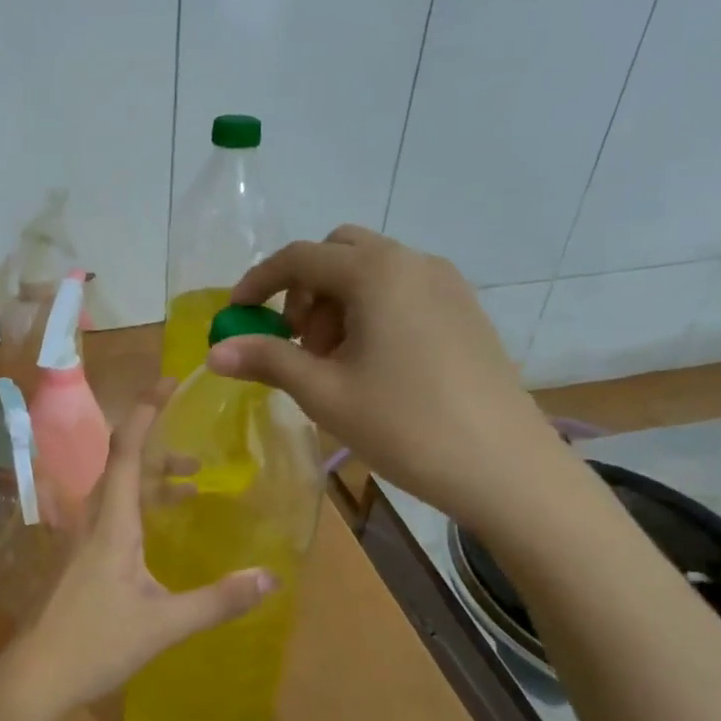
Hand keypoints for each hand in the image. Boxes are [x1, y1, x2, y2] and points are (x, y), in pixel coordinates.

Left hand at [2, 383, 273, 715]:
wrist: (35, 675)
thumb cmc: (96, 642)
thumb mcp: (165, 623)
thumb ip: (218, 601)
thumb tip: (271, 578)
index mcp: (112, 522)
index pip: (128, 450)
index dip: (146, 411)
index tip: (169, 382)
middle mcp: (93, 519)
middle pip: (124, 465)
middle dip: (161, 449)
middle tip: (200, 457)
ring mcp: (81, 539)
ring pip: (117, 491)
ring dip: (153, 481)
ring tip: (193, 487)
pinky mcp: (77, 558)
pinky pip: (111, 514)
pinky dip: (140, 506)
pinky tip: (159, 533)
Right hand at [206, 225, 567, 530]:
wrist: (506, 468)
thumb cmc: (405, 425)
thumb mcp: (324, 392)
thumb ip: (267, 361)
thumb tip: (214, 352)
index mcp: (377, 273)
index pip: (300, 257)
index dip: (259, 282)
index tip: (236, 315)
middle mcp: (413, 263)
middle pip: (338, 253)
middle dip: (304, 289)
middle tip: (296, 342)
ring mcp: (447, 285)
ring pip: (372, 271)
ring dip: (336, 302)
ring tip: (333, 362)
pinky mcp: (465, 311)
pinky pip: (402, 290)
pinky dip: (371, 310)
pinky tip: (372, 365)